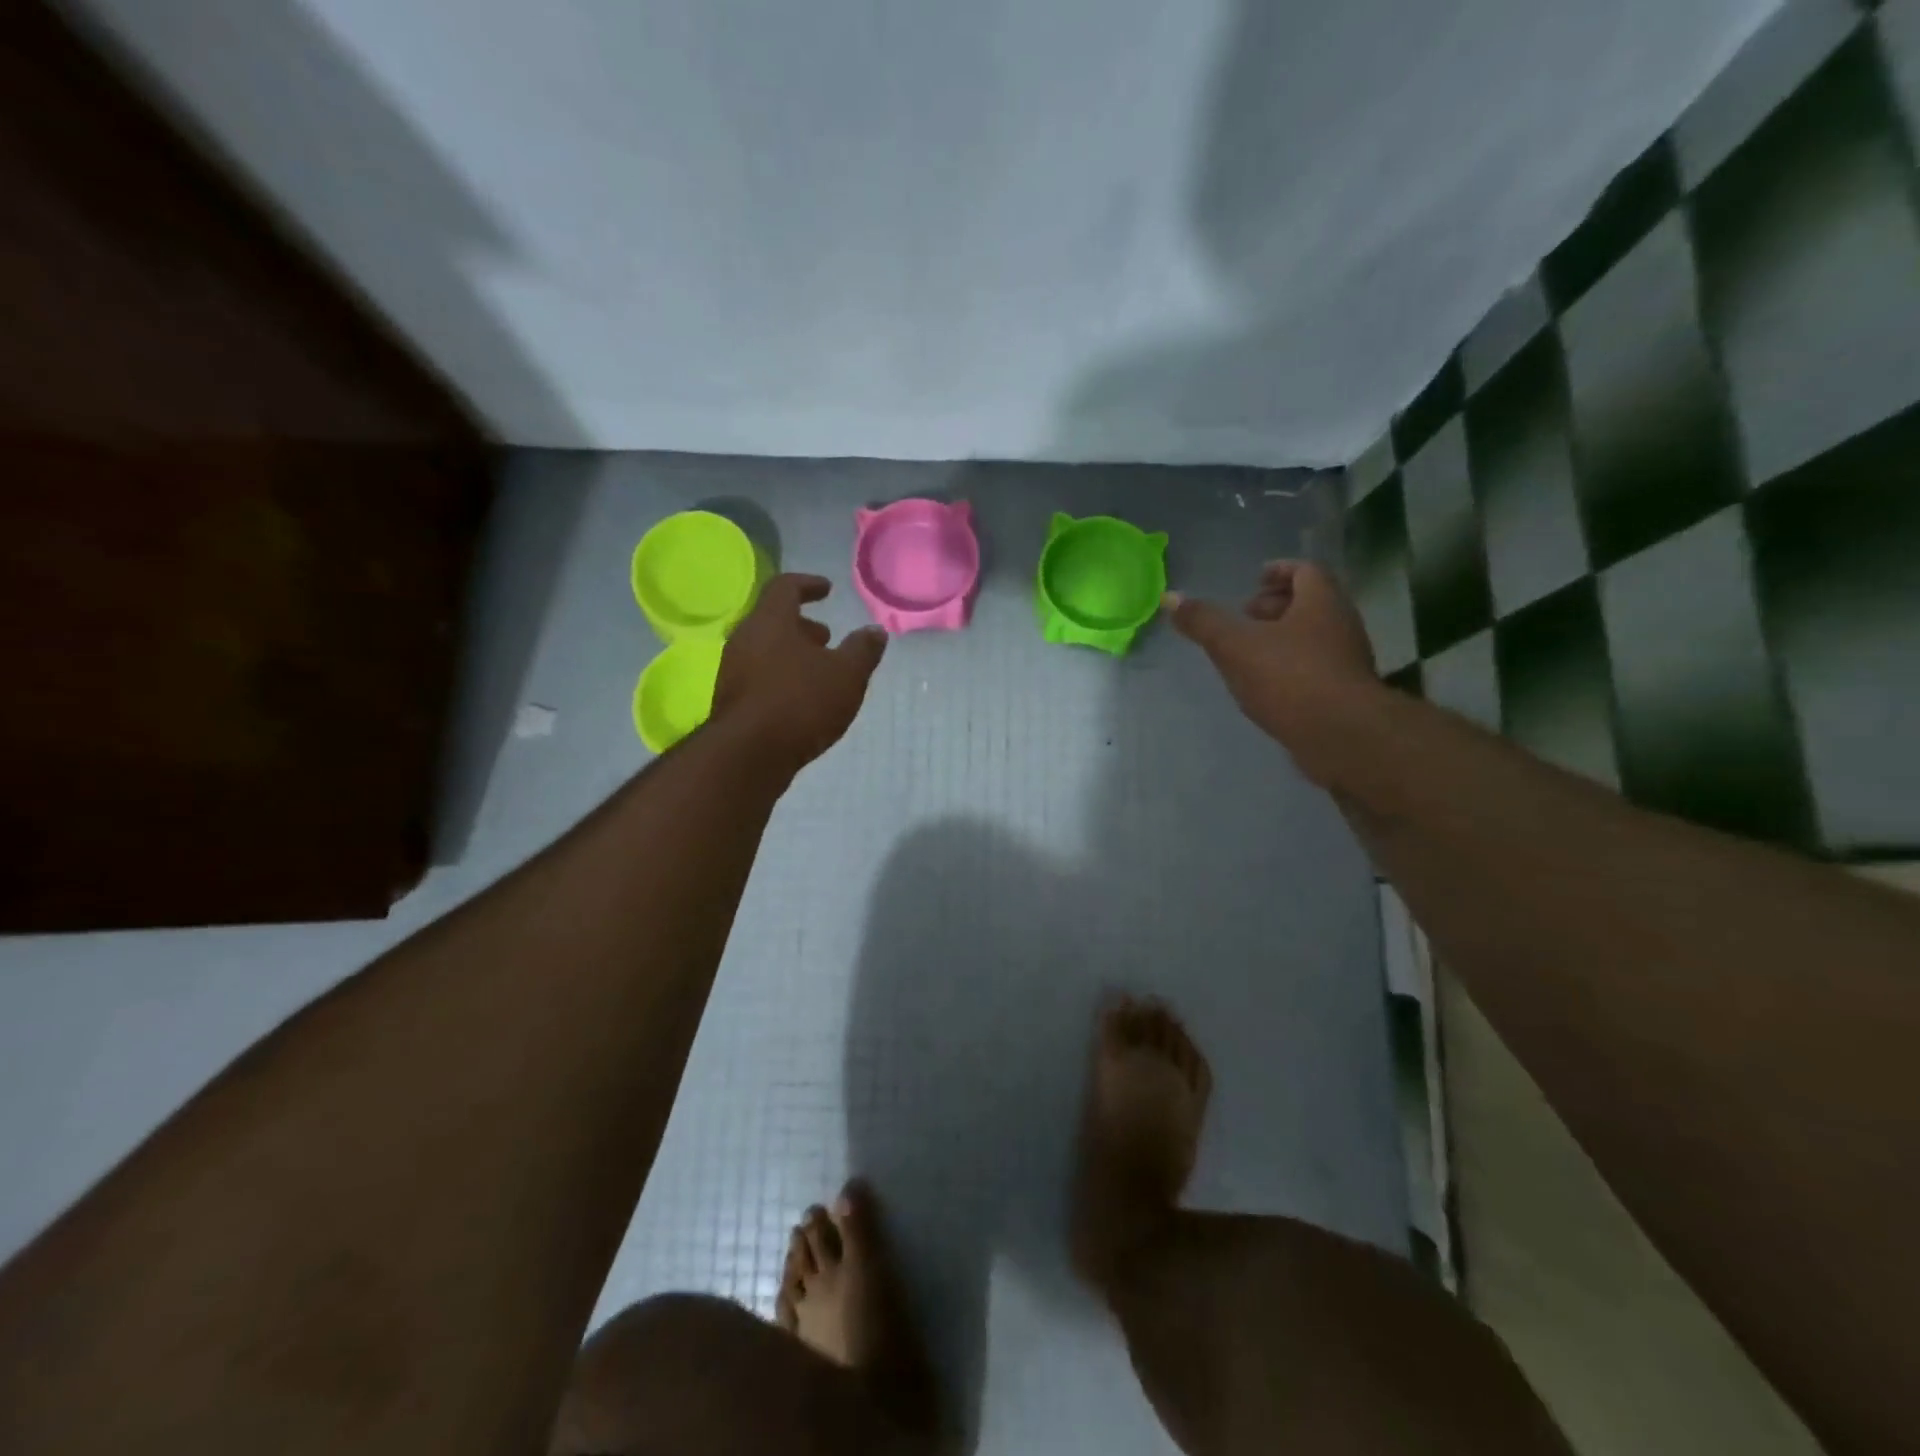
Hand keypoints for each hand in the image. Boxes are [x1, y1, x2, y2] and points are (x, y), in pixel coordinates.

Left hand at [711, 574, 886, 774]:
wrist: (748, 755)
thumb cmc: (800, 702)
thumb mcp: (846, 675)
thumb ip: (863, 650)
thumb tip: (875, 631)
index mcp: (771, 621)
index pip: (785, 587)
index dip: (808, 584)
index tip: (827, 590)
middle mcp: (745, 639)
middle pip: (773, 620)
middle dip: (802, 626)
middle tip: (826, 637)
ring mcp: (733, 671)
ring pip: (765, 650)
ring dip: (792, 654)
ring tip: (819, 671)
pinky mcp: (731, 700)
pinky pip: (759, 676)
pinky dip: (782, 677)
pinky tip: (802, 700)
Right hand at [1164, 560, 1380, 784]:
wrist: (1341, 736)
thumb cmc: (1289, 678)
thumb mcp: (1234, 645)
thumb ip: (1203, 621)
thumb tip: (1170, 597)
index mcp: (1321, 602)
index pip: (1306, 570)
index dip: (1279, 570)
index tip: (1255, 579)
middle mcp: (1341, 625)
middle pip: (1311, 603)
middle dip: (1276, 606)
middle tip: (1245, 616)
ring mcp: (1346, 661)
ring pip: (1313, 637)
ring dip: (1282, 638)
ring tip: (1248, 653)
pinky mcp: (1344, 694)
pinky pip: (1315, 668)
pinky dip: (1290, 667)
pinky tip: (1265, 686)